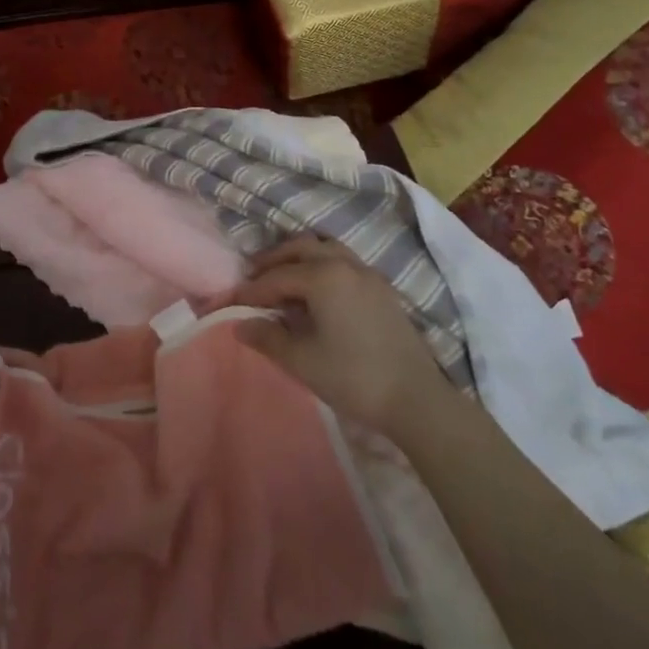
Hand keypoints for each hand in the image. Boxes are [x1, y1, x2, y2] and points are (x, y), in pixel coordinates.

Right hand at [232, 235, 447, 428]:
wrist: (417, 400)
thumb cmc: (353, 377)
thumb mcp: (302, 361)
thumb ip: (268, 338)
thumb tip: (240, 324)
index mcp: (323, 276)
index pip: (276, 277)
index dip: (250, 290)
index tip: (231, 303)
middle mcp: (345, 264)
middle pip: (301, 248)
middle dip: (273, 261)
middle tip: (253, 279)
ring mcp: (368, 274)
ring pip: (326, 249)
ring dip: (300, 258)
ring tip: (284, 280)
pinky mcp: (383, 290)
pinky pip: (344, 262)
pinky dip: (322, 266)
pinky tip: (316, 294)